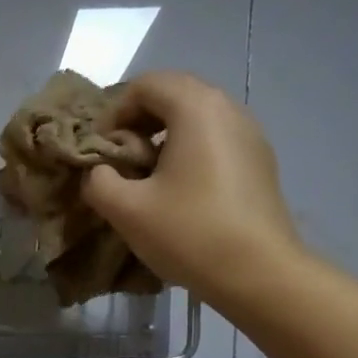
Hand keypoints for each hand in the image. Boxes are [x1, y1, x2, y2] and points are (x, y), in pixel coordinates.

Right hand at [82, 71, 302, 302]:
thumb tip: (98, 173)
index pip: (145, 85)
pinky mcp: (259, 163)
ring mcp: (250, 135)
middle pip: (173, 97)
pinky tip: (180, 197)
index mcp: (196, 107)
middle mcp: (228, 108)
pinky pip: (215, 143)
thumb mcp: (127, 210)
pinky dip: (189, 156)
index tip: (101, 152)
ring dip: (163, 143)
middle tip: (120, 166)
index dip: (114, 114)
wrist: (258, 273)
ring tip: (147, 184)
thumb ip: (99, 182)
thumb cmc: (189, 233)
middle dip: (138, 126)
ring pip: (196, 122)